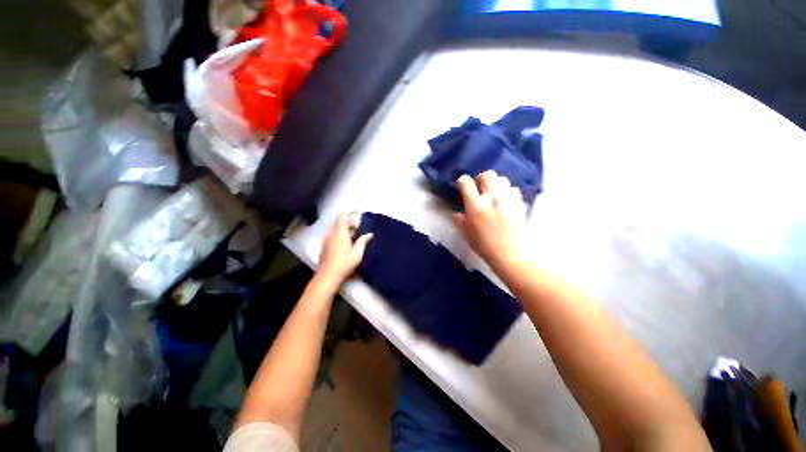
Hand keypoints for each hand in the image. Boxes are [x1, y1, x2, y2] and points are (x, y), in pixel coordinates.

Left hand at [318, 213, 372, 283]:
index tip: (356, 213)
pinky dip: (340, 235)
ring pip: (336, 230)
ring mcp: (326, 240)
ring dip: (345, 230)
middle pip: (339, 223)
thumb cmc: (344, 263)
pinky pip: (333, 236)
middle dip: (349, 223)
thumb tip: (369, 234)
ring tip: (354, 236)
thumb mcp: (357, 253)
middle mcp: (331, 234)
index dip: (349, 213)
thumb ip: (363, 241)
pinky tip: (346, 244)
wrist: (327, 276)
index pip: (342, 217)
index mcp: (340, 233)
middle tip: (359, 228)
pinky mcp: (325, 246)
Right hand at [454, 171, 530, 268]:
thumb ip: (460, 221)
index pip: (466, 182)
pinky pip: (513, 189)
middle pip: (487, 174)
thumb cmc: (485, 246)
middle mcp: (491, 197)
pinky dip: (508, 192)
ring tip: (494, 194)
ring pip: (502, 179)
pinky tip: (506, 201)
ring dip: (496, 183)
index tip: (462, 186)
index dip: (462, 181)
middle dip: (481, 178)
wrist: (512, 254)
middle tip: (479, 188)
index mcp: (475, 205)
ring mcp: (507, 198)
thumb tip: (457, 213)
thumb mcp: (467, 234)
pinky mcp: (520, 203)